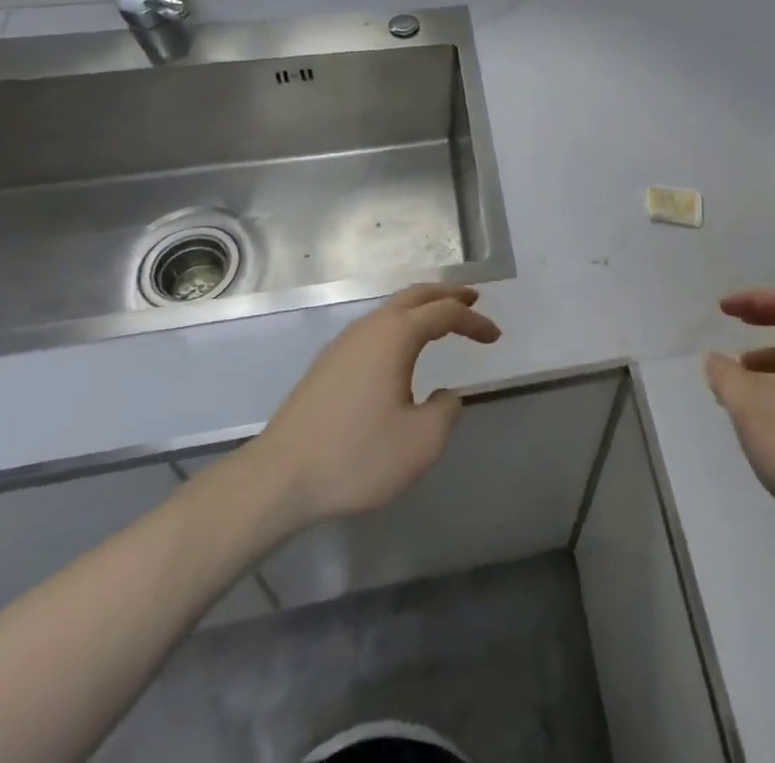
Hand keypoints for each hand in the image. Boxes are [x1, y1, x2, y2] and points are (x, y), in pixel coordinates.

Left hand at [237, 284, 500, 536]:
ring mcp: (344, 343)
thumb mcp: (421, 443)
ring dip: (421, 308)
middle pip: (416, 295)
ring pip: (391, 309)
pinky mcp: (327, 363)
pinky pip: (375, 327)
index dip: (474, 321)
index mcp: (396, 336)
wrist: (278, 478)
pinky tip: (401, 350)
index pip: (445, 313)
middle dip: (447, 294)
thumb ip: (446, 411)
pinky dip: (400, 325)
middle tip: (472, 299)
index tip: (495, 337)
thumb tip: (443, 394)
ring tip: (441, 320)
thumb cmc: (356, 456)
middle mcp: (370, 327)